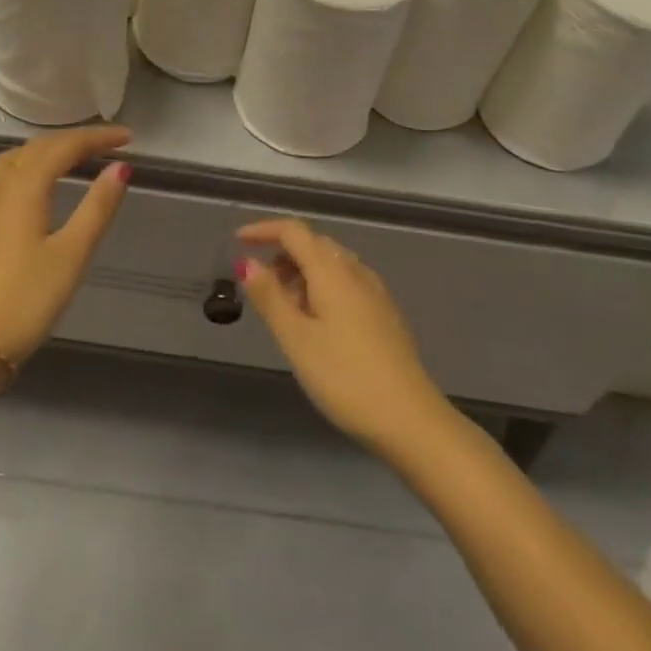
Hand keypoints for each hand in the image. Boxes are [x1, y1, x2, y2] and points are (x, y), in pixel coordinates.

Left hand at [0, 127, 131, 370]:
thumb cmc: (26, 300)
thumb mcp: (72, 254)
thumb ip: (98, 207)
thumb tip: (121, 167)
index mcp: (23, 187)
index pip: (64, 147)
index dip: (97, 138)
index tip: (127, 138)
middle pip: (36, 147)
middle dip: (72, 141)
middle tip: (105, 146)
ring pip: (13, 160)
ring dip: (45, 152)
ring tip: (72, 161)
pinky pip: (0, 180)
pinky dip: (25, 170)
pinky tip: (34, 192)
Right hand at [236, 218, 449, 451]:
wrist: (412, 421)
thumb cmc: (346, 378)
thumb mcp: (297, 340)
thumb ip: (270, 297)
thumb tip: (247, 262)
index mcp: (332, 271)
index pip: (294, 231)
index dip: (264, 230)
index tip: (238, 241)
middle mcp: (356, 271)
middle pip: (314, 244)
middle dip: (282, 253)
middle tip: (259, 283)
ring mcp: (375, 292)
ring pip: (331, 264)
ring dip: (302, 272)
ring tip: (283, 308)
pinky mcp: (385, 313)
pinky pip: (345, 282)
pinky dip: (322, 287)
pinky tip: (316, 322)